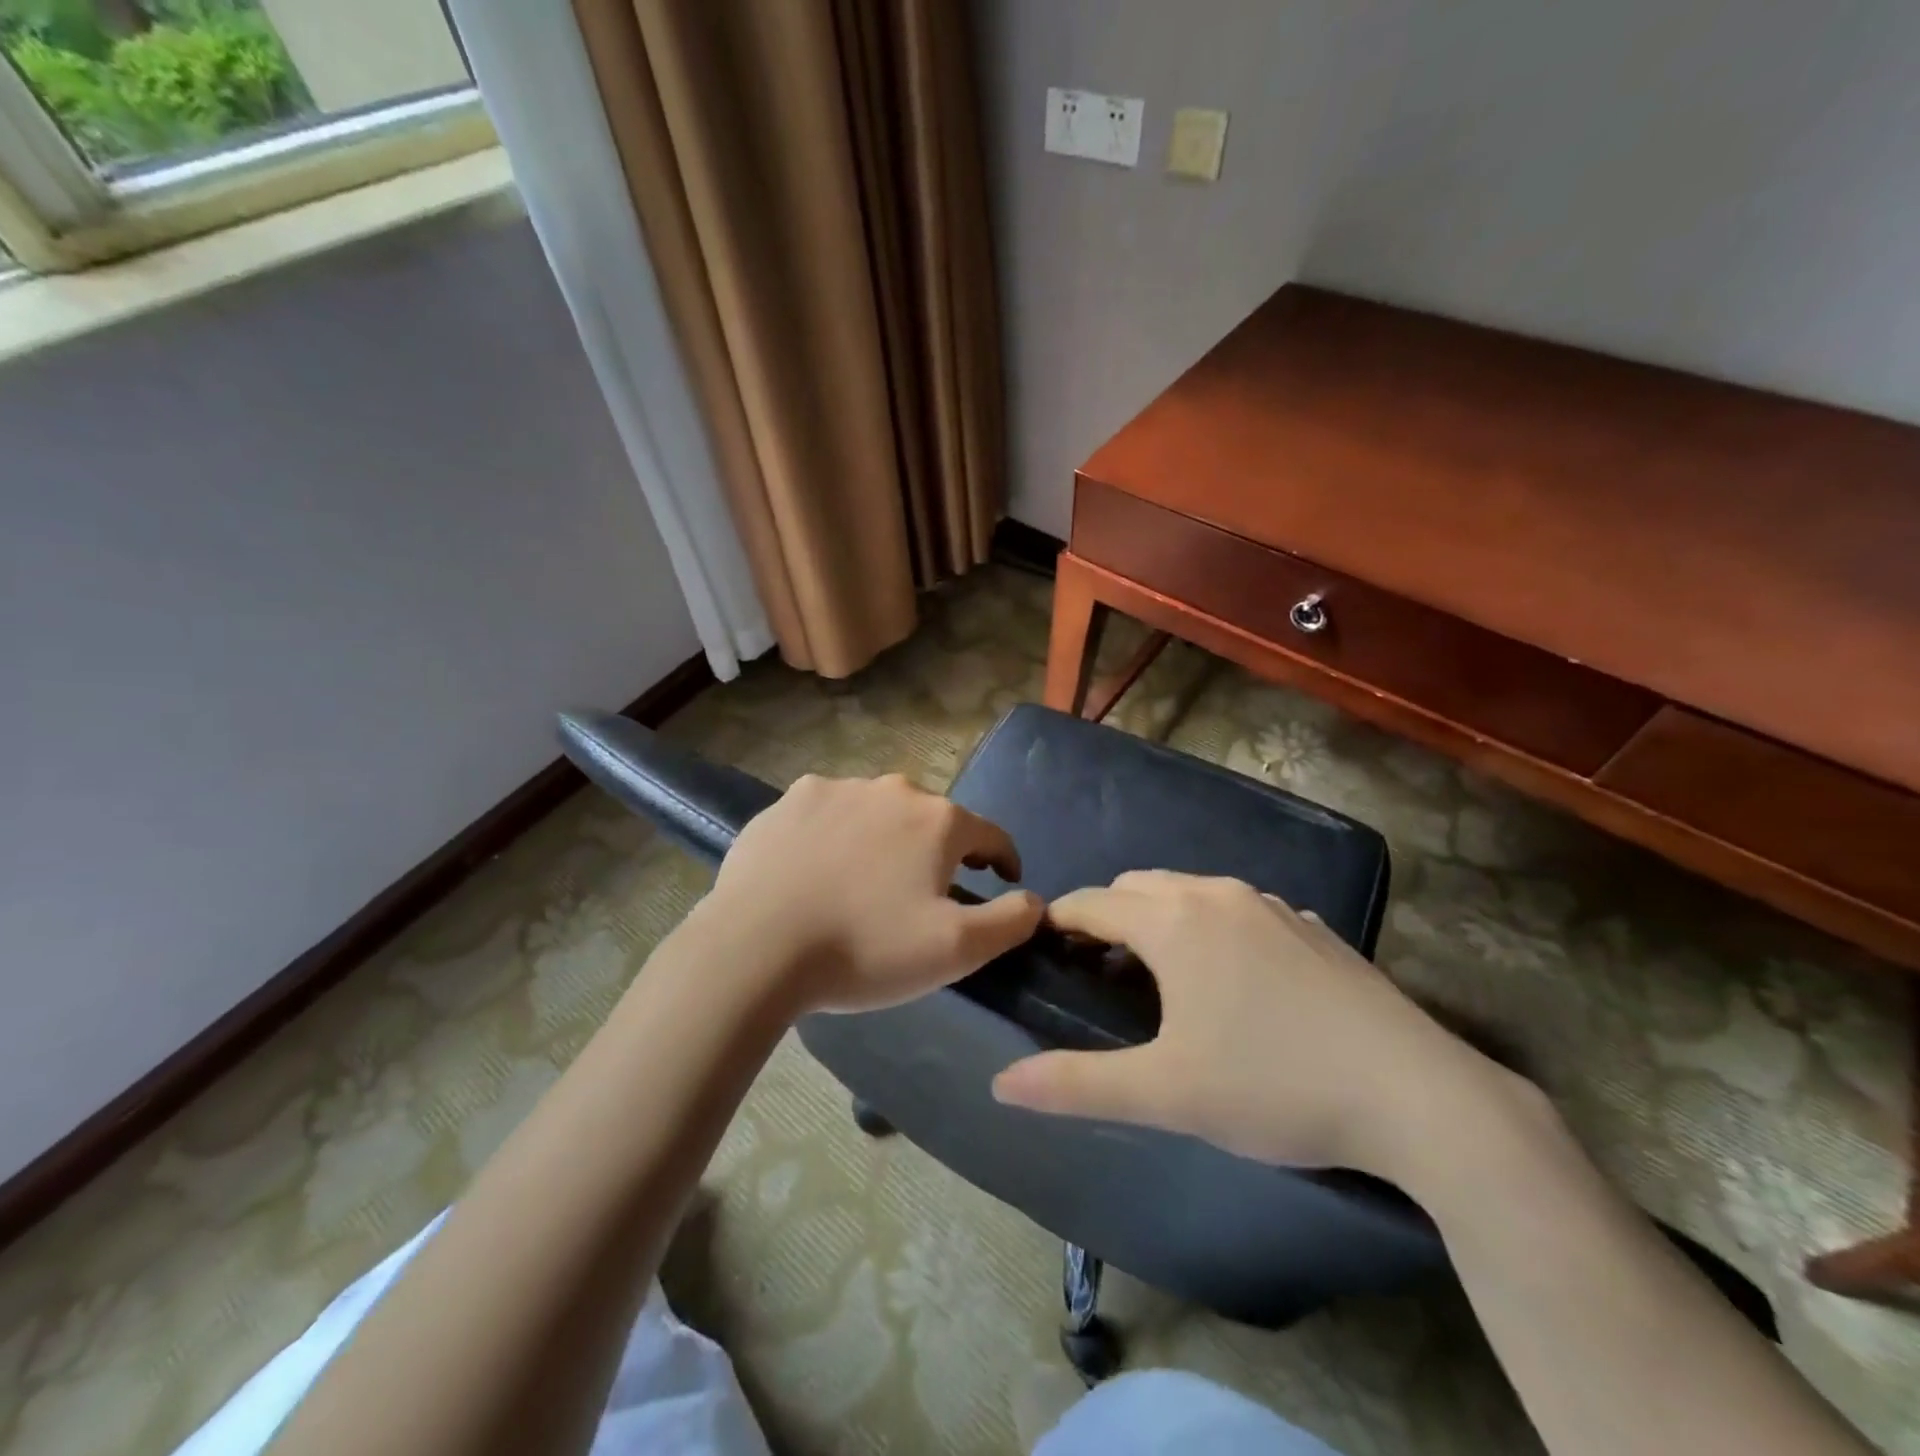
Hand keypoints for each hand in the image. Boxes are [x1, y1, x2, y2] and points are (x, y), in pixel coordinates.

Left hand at [700, 773, 1043, 1014]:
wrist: (756, 947)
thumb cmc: (865, 948)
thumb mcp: (955, 950)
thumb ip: (1010, 921)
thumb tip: (1035, 900)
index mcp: (937, 820)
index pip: (991, 834)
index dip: (1004, 859)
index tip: (1005, 881)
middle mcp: (891, 789)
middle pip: (931, 820)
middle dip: (939, 852)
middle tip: (925, 894)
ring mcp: (834, 788)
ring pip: (877, 813)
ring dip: (885, 840)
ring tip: (867, 884)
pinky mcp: (787, 801)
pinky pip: (828, 815)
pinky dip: (835, 837)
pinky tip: (819, 870)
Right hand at [991, 870, 1519, 1181]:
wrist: (1418, 1096)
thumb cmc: (1273, 1086)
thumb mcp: (1166, 1094)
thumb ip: (1076, 1085)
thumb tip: (1001, 1084)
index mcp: (1174, 921)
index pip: (1092, 903)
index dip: (1059, 920)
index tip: (1041, 945)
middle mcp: (1218, 895)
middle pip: (1138, 886)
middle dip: (1107, 915)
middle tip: (1095, 969)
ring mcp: (1271, 905)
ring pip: (1190, 891)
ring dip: (1159, 917)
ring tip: (1158, 972)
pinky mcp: (1311, 927)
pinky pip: (1239, 909)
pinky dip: (1211, 926)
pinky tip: (1232, 978)